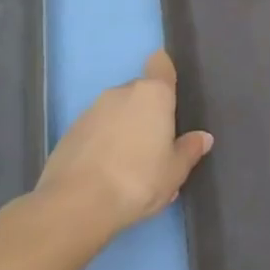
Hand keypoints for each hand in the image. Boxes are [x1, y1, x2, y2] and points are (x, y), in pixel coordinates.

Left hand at [33, 50, 212, 243]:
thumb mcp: (175, 171)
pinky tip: (106, 174)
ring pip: (115, 112)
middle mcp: (121, 93)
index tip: (170, 90)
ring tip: (129, 165)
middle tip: (156, 144)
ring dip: (123, 129)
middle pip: (139, 92)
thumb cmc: (138, 179)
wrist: (75, 206)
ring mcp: (90, 112)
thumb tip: (202, 138)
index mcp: (153, 94)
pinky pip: (94, 131)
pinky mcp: (68, 134)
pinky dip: (102, 144)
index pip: (160, 64)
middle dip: (147, 111)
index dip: (165, 71)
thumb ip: (190, 150)